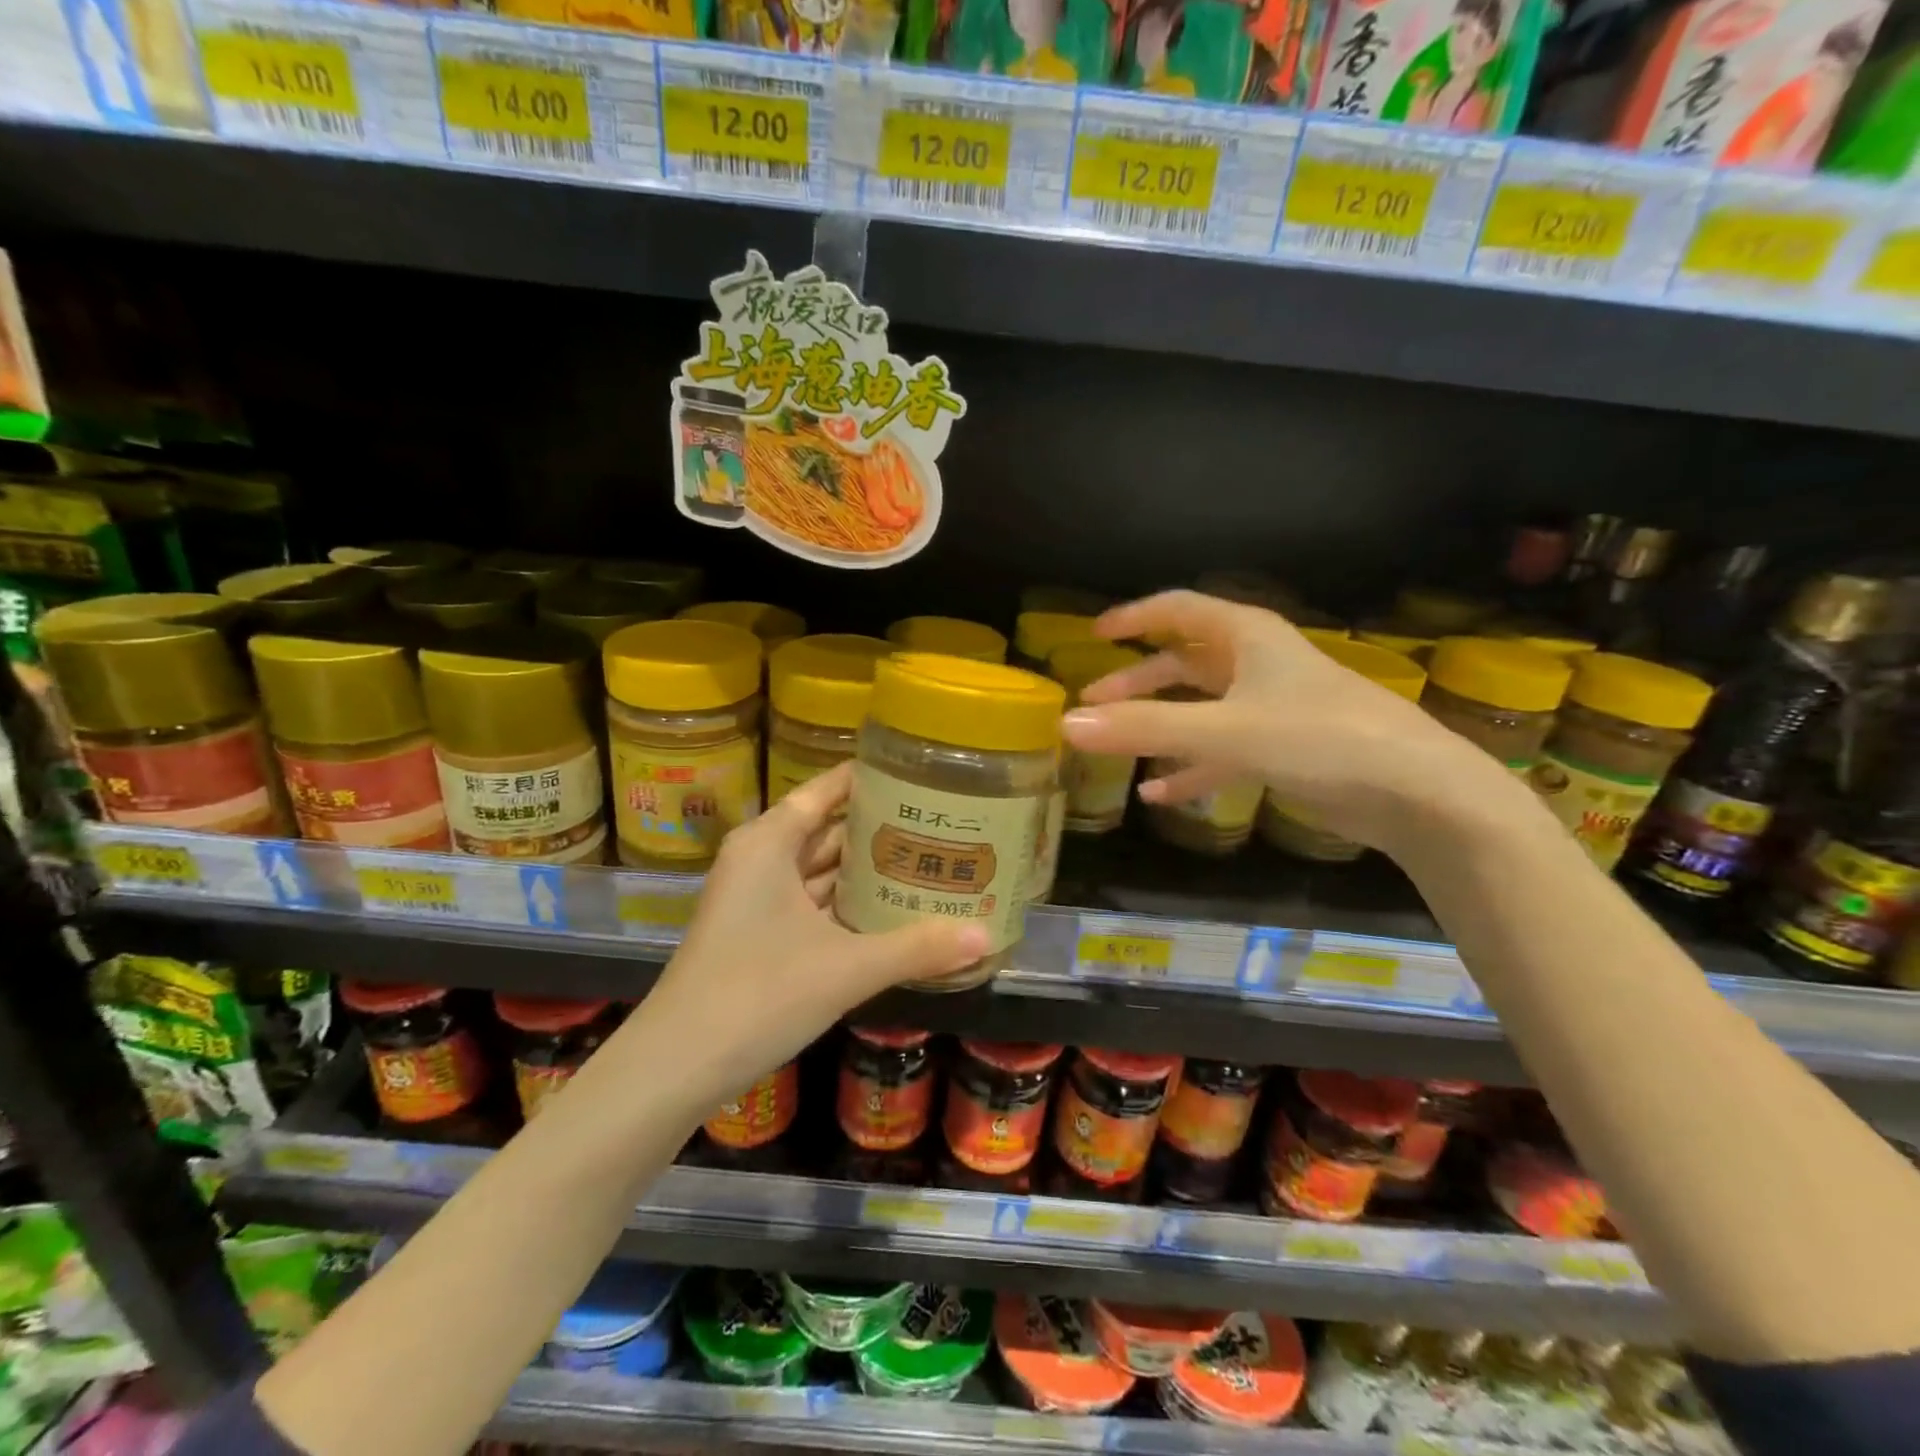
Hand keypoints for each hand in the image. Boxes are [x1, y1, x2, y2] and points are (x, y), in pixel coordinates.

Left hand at [639, 762, 988, 1103]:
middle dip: (878, 828)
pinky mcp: (758, 935)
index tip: (918, 773)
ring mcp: (756, 900)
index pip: (826, 791)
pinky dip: (847, 905)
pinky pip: (812, 904)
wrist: (677, 1066)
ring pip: (819, 870)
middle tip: (939, 821)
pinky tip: (890, 912)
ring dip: (865, 870)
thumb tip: (986, 936)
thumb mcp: (846, 968)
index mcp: (769, 843)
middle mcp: (760, 860)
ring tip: (927, 859)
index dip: (869, 779)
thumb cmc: (758, 993)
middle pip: (827, 829)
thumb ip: (918, 948)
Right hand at [1059, 590, 1516, 858]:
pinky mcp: (1286, 750)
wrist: (1418, 794)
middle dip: (1138, 679)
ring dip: (1159, 723)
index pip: (1178, 609)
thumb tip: (1067, 723)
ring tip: (1115, 743)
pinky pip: (1222, 752)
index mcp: (1248, 637)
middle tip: (1094, 698)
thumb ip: (1145, 727)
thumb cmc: (1321, 739)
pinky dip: (1190, 767)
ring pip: (1201, 708)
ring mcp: (1273, 708)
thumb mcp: (1225, 730)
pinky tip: (1160, 794)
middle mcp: (1259, 664)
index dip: (1134, 617)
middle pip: (1185, 661)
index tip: (1094, 634)